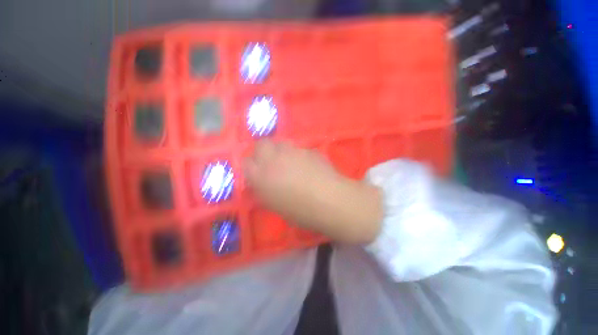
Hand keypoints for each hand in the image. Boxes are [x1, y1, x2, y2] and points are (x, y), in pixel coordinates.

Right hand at [244, 140, 382, 243]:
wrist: (330, 201)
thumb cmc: (302, 211)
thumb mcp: (276, 206)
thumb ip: (265, 191)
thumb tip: (261, 182)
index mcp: (261, 176)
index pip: (246, 163)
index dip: (250, 166)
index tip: (255, 171)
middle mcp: (274, 159)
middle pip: (261, 145)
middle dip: (262, 151)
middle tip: (270, 161)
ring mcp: (292, 151)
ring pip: (280, 142)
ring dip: (280, 150)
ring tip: (288, 161)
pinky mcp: (308, 149)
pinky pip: (297, 148)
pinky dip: (297, 154)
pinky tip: (305, 164)